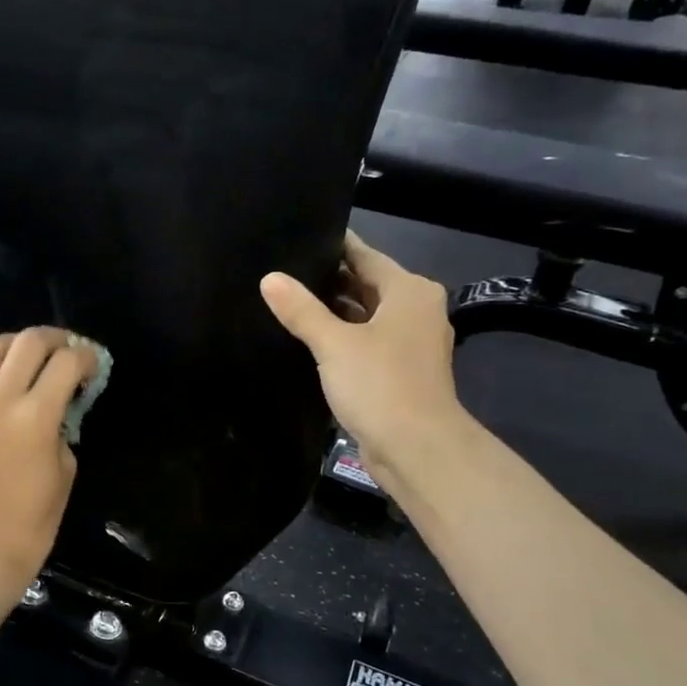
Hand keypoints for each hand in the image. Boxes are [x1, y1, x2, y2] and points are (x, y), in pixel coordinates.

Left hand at [0, 328, 97, 602]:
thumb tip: (62, 405)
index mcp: (33, 418)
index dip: (88, 358)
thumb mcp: (65, 471)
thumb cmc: (33, 523)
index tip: (96, 368)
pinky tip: (17, 388)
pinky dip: (1, 368)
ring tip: (39, 361)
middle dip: (57, 339)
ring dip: (21, 344)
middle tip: (73, 354)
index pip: (66, 362)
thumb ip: (64, 427)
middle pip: (28, 340)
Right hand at [260, 232, 463, 485]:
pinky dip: (344, 339)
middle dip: (330, 280)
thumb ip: (301, 310)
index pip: (366, 256)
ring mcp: (411, 344)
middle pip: (367, 285)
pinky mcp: (401, 373)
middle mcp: (416, 311)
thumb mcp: (334, 343)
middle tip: (285, 270)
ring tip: (290, 302)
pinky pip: (368, 343)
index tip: (300, 236)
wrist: (417, 448)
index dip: (335, 246)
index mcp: (409, 292)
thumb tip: (269, 278)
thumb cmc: (380, 384)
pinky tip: (311, 341)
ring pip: (367, 316)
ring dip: (335, 313)